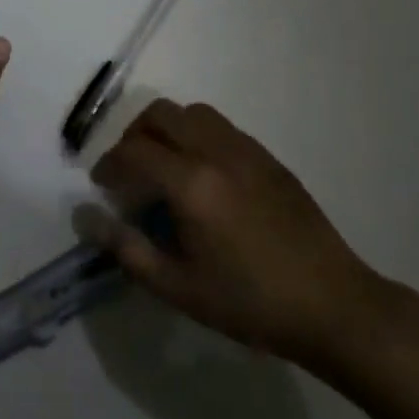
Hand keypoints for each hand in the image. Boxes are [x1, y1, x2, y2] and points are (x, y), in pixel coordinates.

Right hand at [84, 100, 387, 364]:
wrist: (332, 304)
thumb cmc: (249, 303)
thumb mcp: (178, 287)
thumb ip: (127, 248)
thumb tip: (86, 218)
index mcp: (192, 183)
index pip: (133, 151)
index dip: (108, 165)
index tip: (102, 186)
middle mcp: (217, 152)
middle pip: (160, 114)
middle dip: (134, 135)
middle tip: (129, 170)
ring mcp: (248, 150)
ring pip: (194, 113)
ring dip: (168, 130)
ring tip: (164, 168)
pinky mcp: (269, 158)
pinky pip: (222, 128)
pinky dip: (198, 136)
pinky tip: (203, 177)